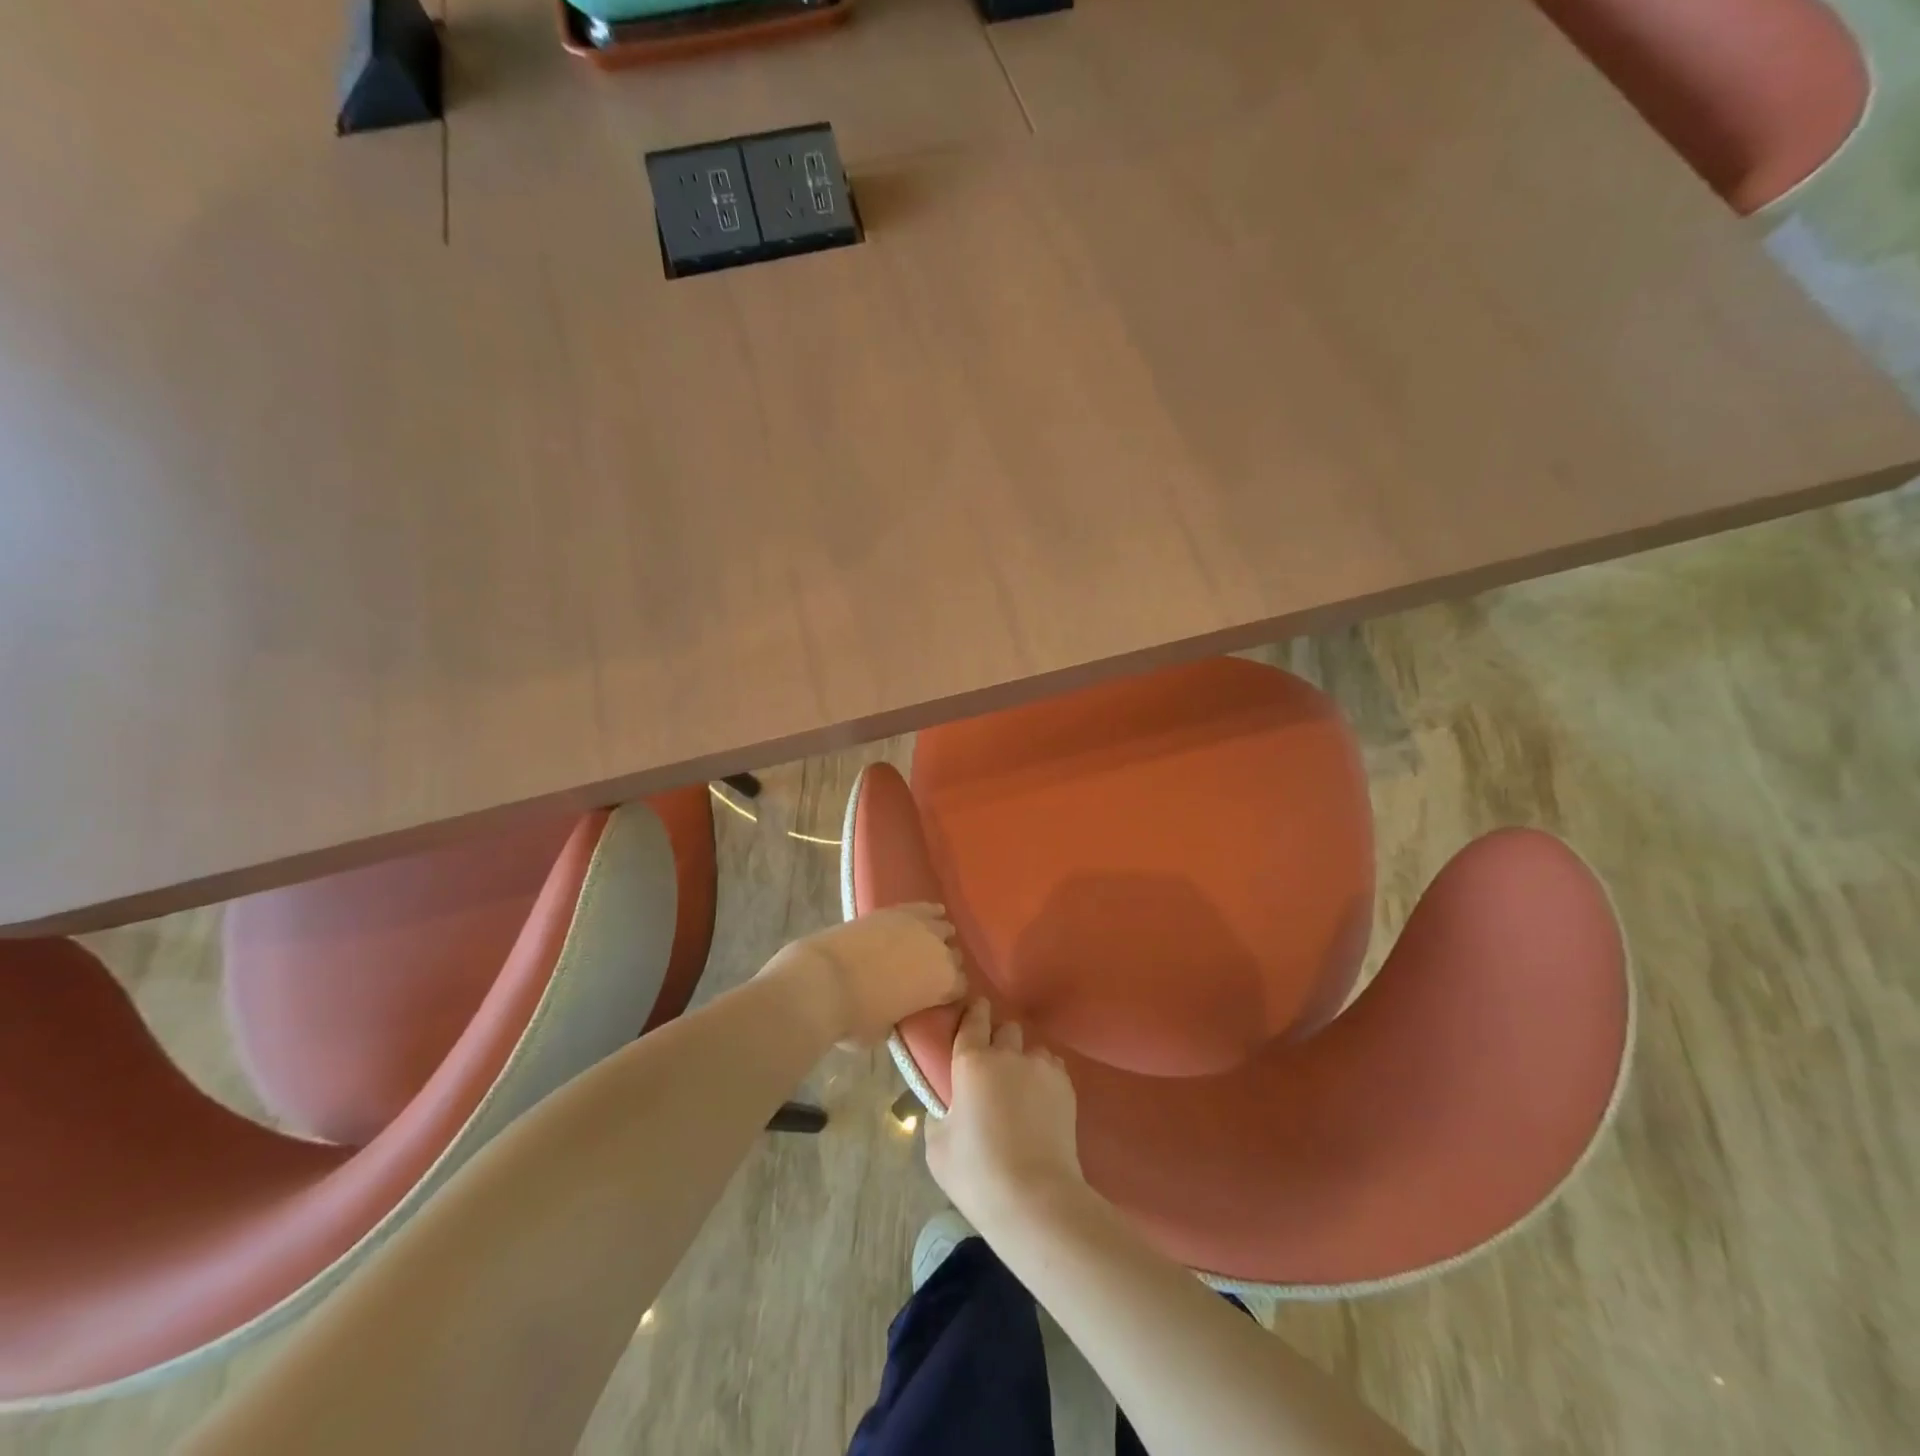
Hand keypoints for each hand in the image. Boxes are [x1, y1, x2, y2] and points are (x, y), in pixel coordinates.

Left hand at [766, 903, 966, 1047]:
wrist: (823, 981)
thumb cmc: (855, 1017)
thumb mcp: (885, 1030)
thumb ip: (900, 1016)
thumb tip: (895, 1010)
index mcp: (945, 983)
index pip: (961, 986)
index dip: (949, 994)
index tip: (938, 999)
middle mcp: (940, 950)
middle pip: (954, 956)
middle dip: (944, 965)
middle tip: (926, 975)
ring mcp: (919, 925)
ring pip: (943, 927)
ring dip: (938, 937)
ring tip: (926, 945)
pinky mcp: (896, 910)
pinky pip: (924, 907)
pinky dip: (928, 912)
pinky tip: (929, 914)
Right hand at [925, 999, 1084, 1233]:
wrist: (1035, 1198)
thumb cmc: (977, 1174)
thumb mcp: (937, 1147)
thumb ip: (940, 1114)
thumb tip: (950, 1105)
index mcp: (972, 1061)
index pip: (973, 1019)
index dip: (974, 1013)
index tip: (974, 1013)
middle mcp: (1008, 1054)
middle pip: (1006, 1029)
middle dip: (999, 1039)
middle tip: (992, 1065)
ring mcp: (1041, 1067)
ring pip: (1031, 1049)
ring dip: (1023, 1060)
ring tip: (1021, 1087)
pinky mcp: (1066, 1086)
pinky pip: (1052, 1068)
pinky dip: (1044, 1077)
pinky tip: (1040, 1102)